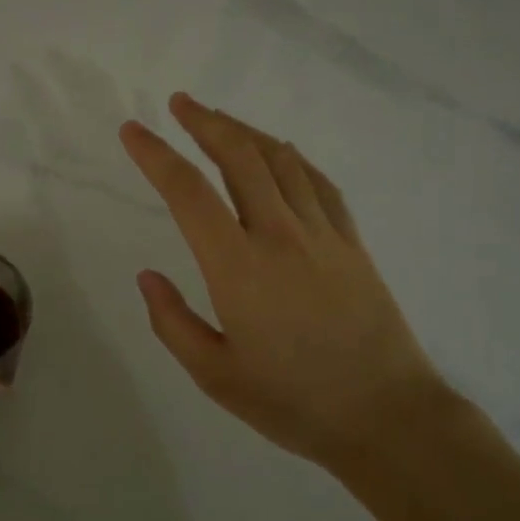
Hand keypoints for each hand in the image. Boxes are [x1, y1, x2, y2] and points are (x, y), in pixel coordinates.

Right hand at [121, 93, 458, 471]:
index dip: (155, 155)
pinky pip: (319, 183)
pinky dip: (294, 157)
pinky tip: (281, 152)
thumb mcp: (215, 376)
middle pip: (239, 157)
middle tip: (179, 103)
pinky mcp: (352, 242)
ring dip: (246, 131)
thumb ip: (173, 322)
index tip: (132, 130)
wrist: (387, 417)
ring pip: (280, 160)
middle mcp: (280, 235)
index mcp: (238, 267)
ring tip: (220, 119)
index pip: (188, 192)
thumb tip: (147, 276)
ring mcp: (322, 234)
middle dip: (205, 122)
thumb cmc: (293, 403)